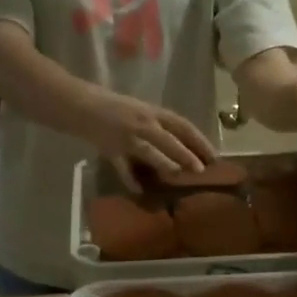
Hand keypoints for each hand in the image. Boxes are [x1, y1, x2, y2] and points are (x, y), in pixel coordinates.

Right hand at [78, 88, 217, 190]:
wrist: (82, 105)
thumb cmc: (117, 108)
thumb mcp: (143, 112)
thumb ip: (162, 127)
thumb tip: (187, 148)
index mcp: (154, 112)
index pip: (183, 125)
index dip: (199, 140)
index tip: (214, 156)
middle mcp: (143, 123)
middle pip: (169, 139)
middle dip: (186, 154)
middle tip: (201, 169)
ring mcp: (126, 138)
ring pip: (149, 150)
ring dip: (165, 162)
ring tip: (178, 174)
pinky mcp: (110, 151)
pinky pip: (122, 167)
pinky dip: (130, 179)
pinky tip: (140, 191)